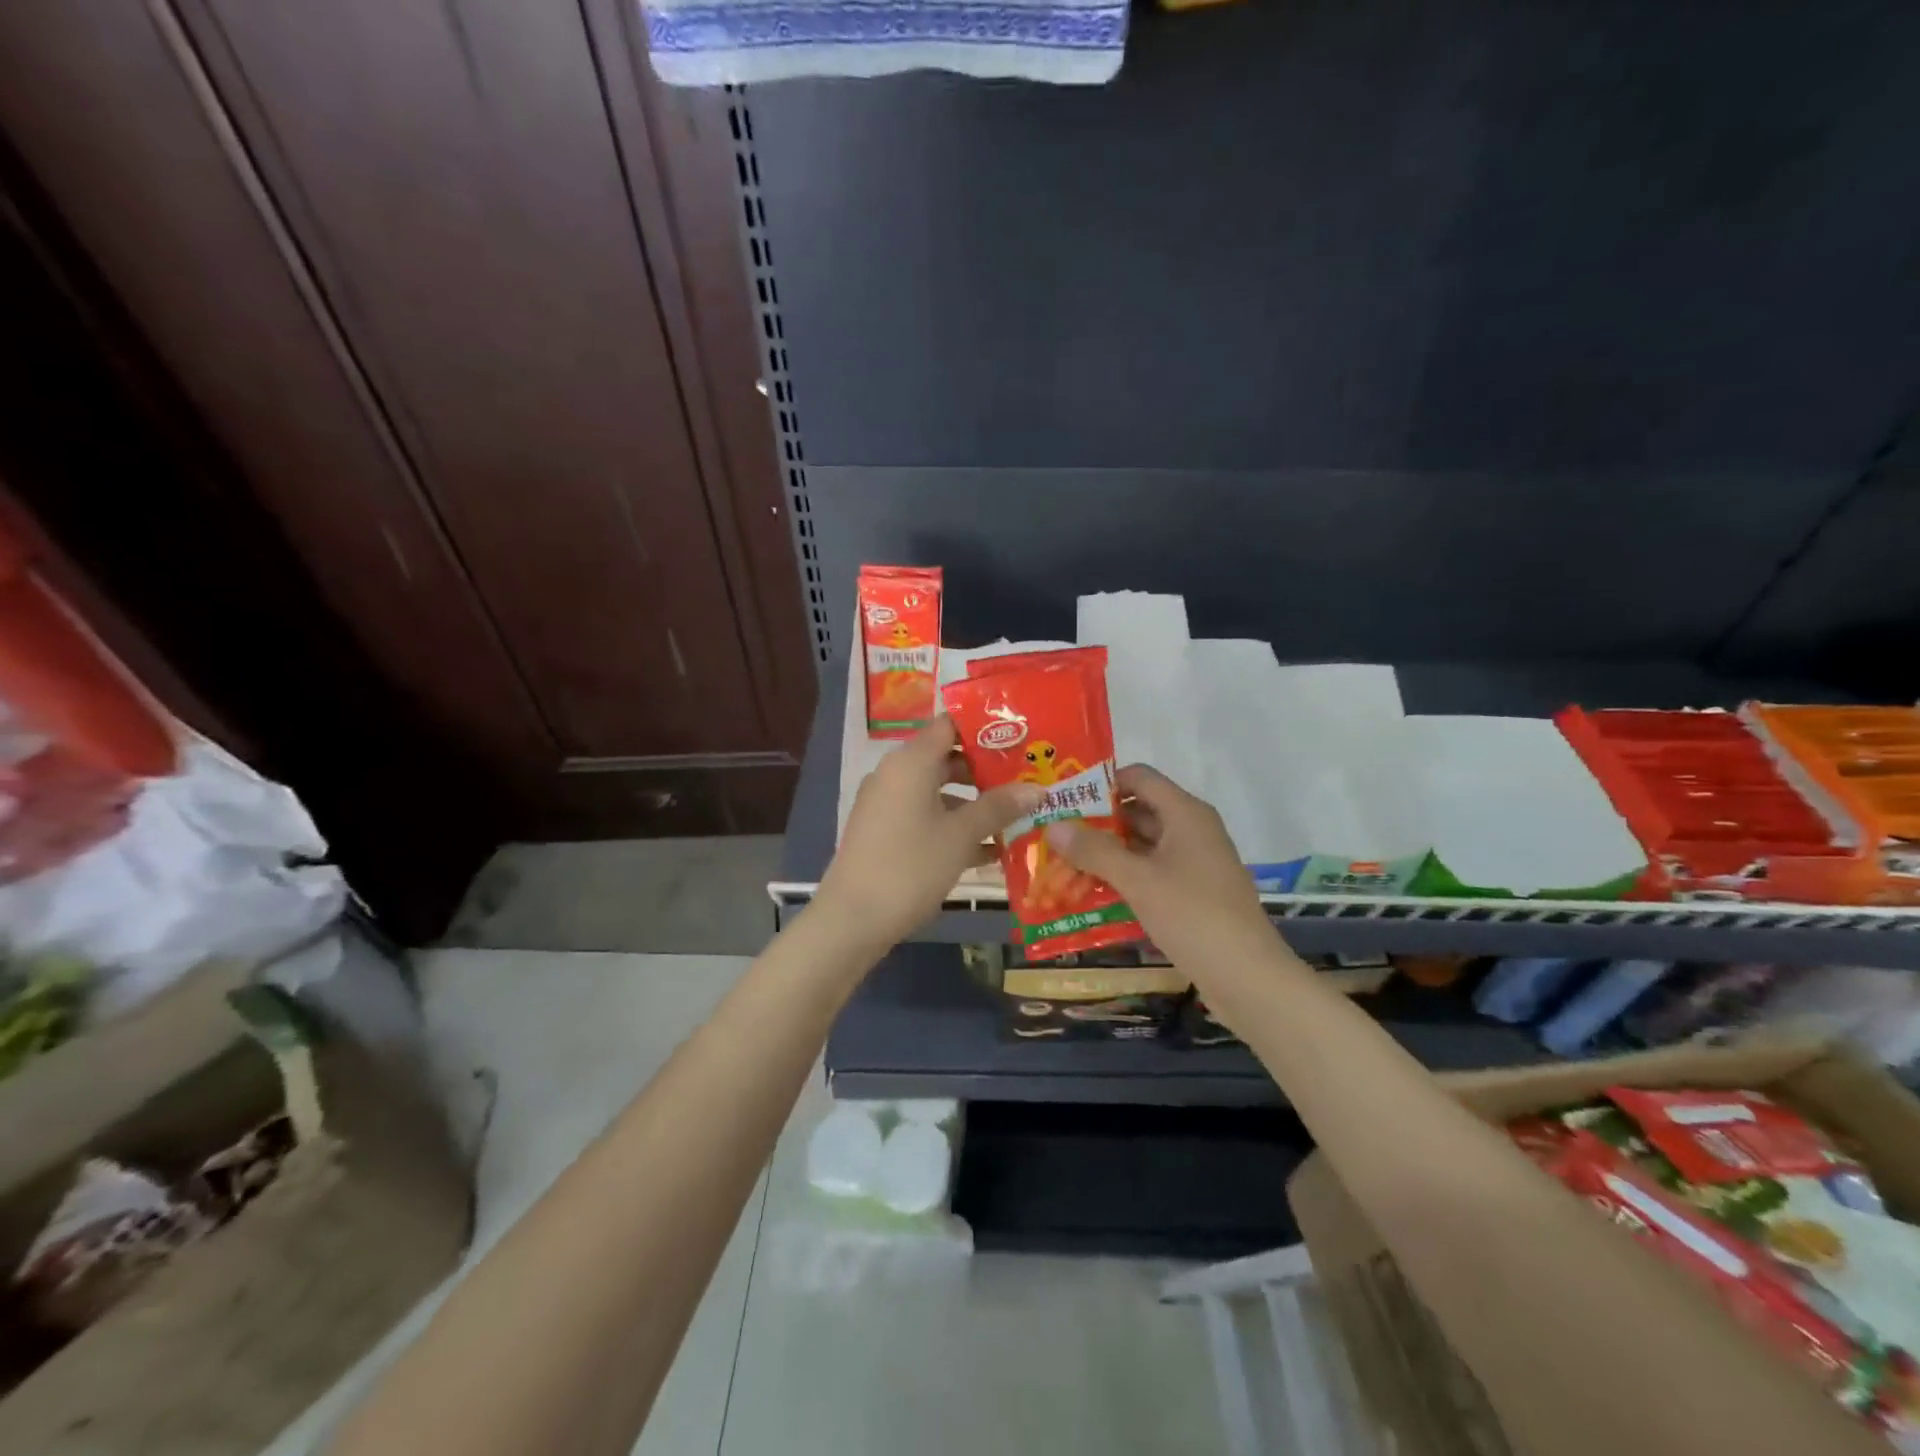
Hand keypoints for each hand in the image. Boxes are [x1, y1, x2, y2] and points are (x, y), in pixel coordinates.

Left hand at [817, 718, 1042, 951]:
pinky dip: (953, 826)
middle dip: (986, 771)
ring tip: (1016, 817)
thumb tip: (1037, 789)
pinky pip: (925, 816)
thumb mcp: (961, 836)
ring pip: (938, 791)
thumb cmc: (911, 866)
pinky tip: (989, 851)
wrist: (853, 919)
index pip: (950, 725)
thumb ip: (998, 807)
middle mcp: (895, 774)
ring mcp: (886, 804)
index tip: (1020, 737)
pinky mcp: (883, 832)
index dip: (985, 728)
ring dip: (974, 804)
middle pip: (946, 758)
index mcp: (910, 762)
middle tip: (1027, 779)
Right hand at [1044, 764, 1276, 965]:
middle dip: (1097, 822)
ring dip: (1108, 852)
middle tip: (1056, 834)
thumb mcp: (1138, 880)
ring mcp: (1194, 862)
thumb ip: (1094, 850)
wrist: (1248, 977)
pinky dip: (1124, 876)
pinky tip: (1093, 891)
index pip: (1139, 777)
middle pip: (1139, 810)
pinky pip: (1152, 871)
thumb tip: (1054, 825)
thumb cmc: (1193, 915)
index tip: (1066, 799)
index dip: (1102, 783)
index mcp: (1185, 813)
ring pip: (1143, 844)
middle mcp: (1192, 829)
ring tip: (1064, 862)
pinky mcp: (1193, 891)